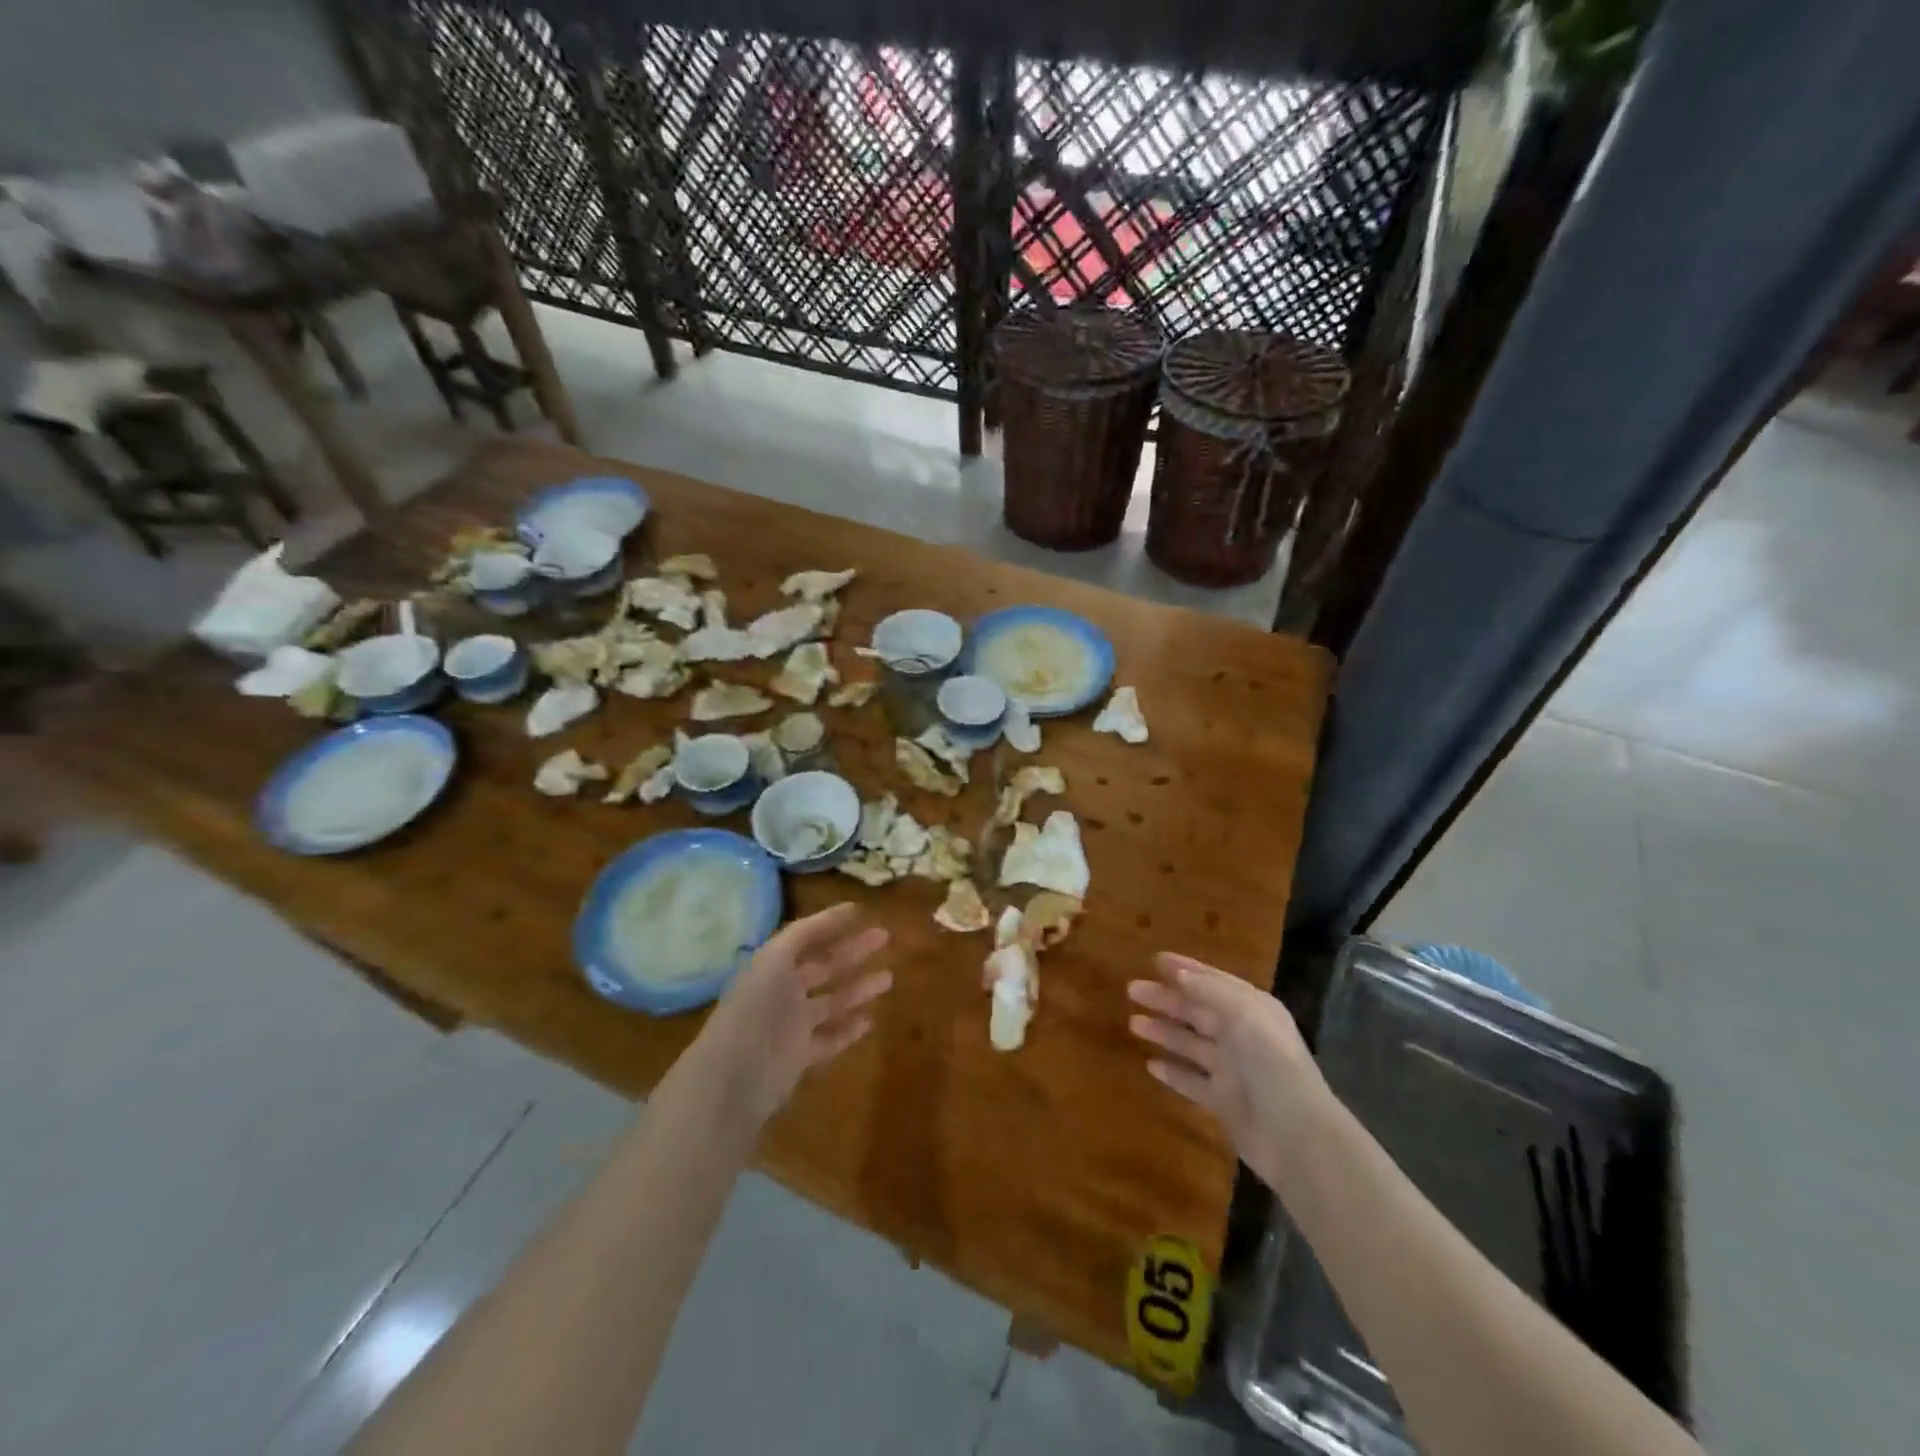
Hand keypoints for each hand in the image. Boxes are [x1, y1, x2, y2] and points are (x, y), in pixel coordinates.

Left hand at [696, 904, 891, 1127]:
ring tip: (888, 978)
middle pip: (823, 966)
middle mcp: (783, 991)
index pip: (805, 937)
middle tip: (884, 937)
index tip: (861, 911)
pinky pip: (830, 1038)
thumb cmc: (755, 1009)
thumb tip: (840, 911)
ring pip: (832, 1001)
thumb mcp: (775, 959)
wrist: (733, 1076)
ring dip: (858, 988)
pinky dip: (849, 1029)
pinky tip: (870, 1020)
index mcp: (772, 965)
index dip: (830, 923)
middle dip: (852, 951)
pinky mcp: (801, 1056)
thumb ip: (805, 934)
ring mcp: (792, 1025)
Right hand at [1128, 953, 1330, 1189]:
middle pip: (1197, 1011)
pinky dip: (1172, 1072)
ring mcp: (1232, 1070)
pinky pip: (1191, 1081)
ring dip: (1164, 1032)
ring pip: (1190, 1045)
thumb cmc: (1271, 1064)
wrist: (1295, 1135)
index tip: (1154, 959)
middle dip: (1166, 999)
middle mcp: (1242, 1036)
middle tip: (1131, 990)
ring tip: (1133, 1024)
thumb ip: (1210, 990)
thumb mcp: (1243, 1014)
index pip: (1213, 981)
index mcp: (1252, 1010)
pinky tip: (1150, 1064)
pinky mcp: (1223, 1102)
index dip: (1185, 969)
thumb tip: (1178, 973)